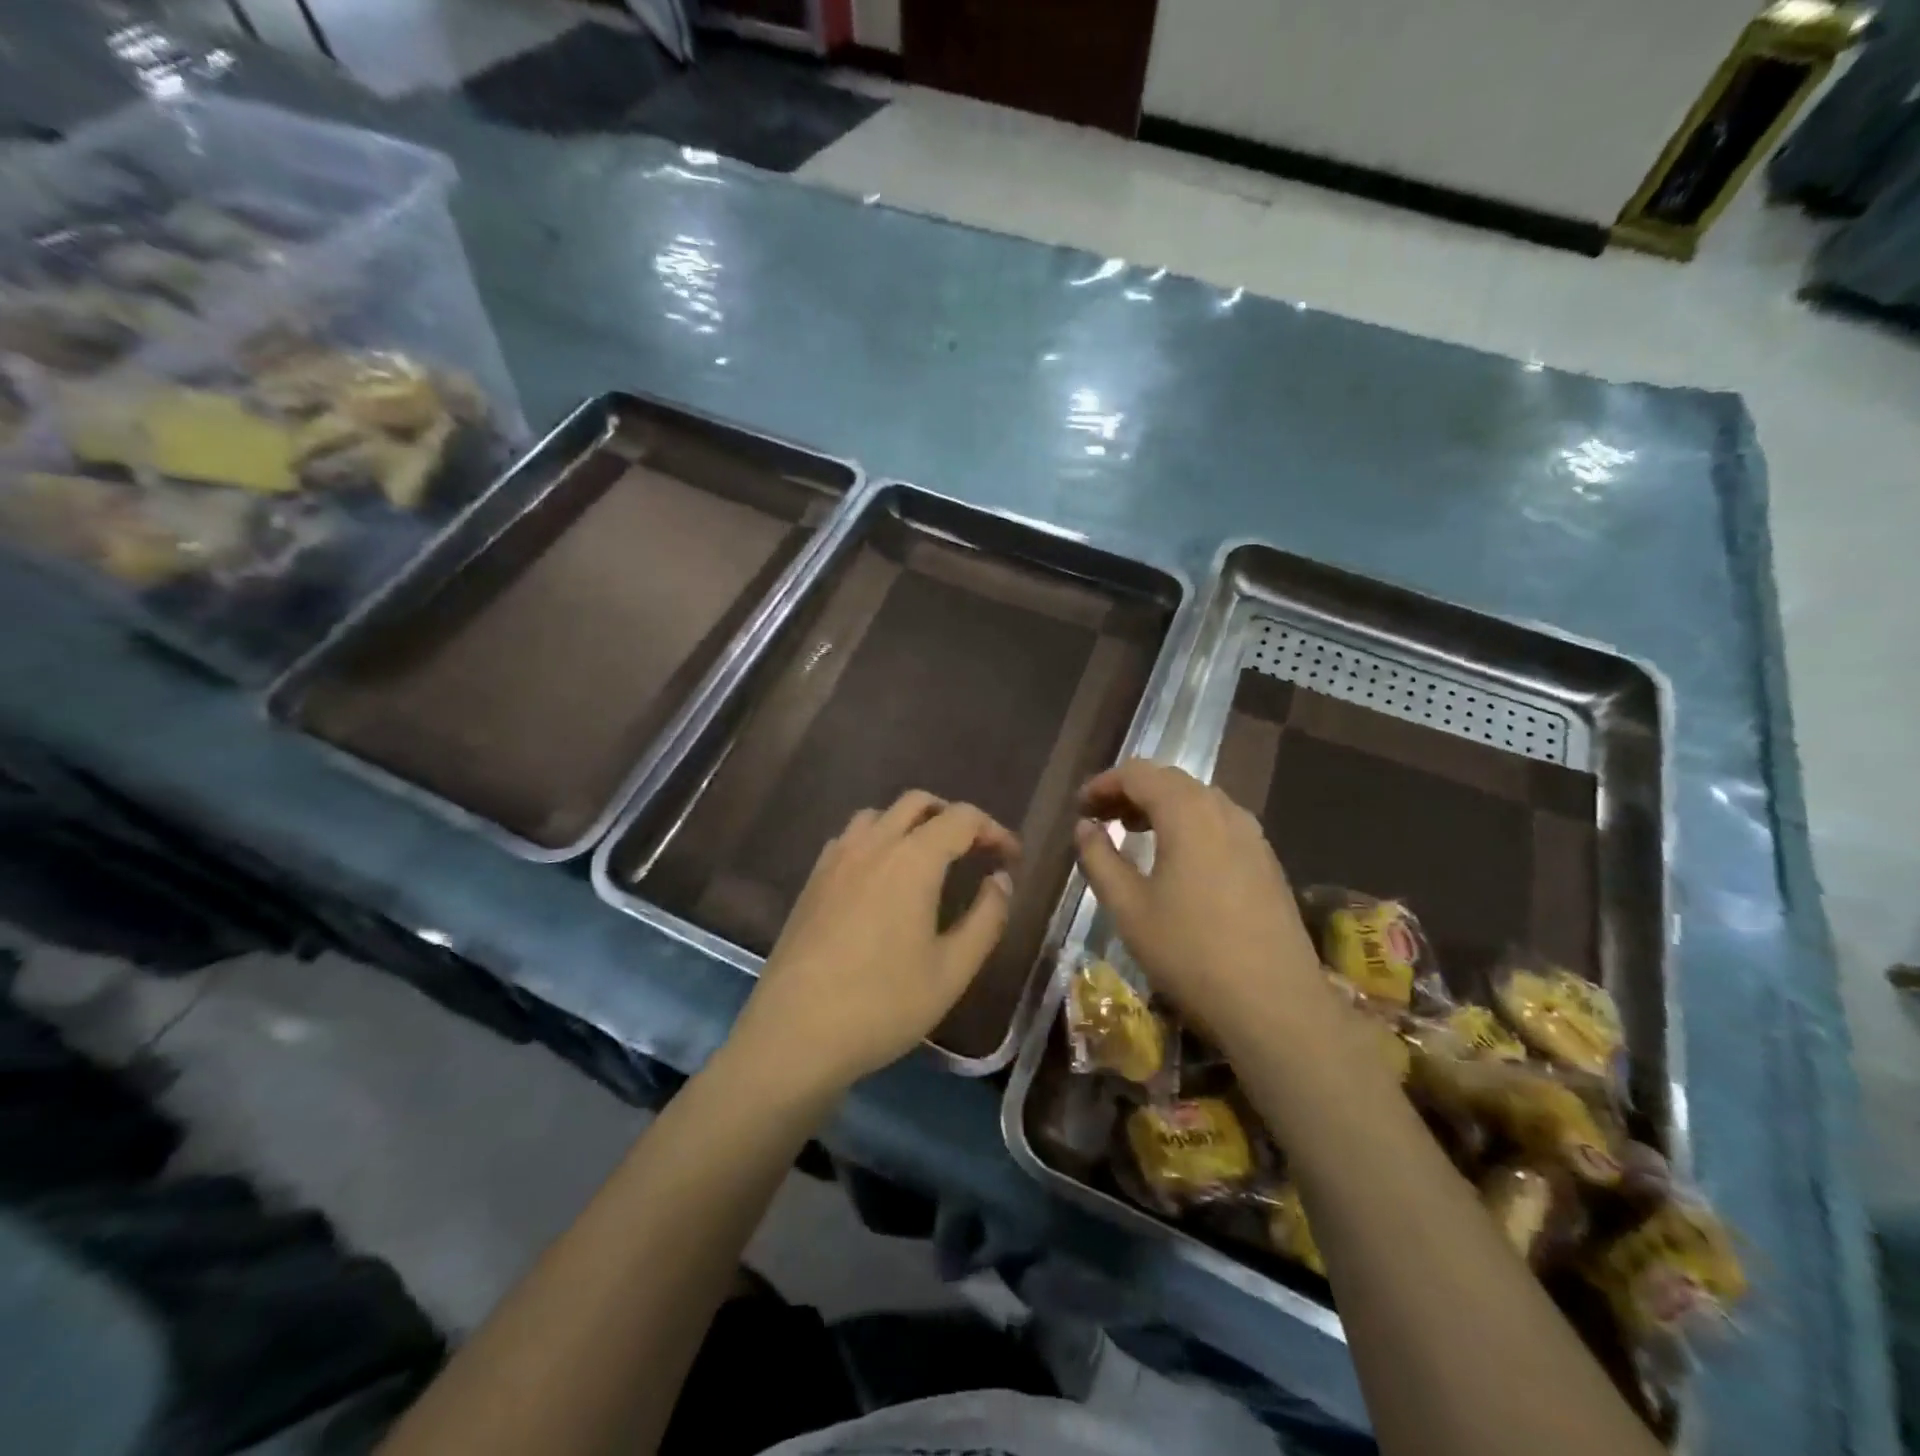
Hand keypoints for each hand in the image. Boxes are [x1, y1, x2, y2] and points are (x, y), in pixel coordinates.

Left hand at [731, 791, 1019, 1096]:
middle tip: (974, 850)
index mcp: (912, 860)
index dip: (993, 830)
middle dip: (953, 817)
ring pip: (879, 815)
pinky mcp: (812, 880)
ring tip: (928, 860)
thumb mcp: (952, 970)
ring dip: (911, 823)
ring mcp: (836, 859)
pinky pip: (850, 838)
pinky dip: (876, 840)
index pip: (962, 819)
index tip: (1011, 858)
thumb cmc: (883, 1004)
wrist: (795, 1033)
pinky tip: (881, 879)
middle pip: (917, 802)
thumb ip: (986, 918)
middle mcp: (872, 845)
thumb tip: (1000, 880)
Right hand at [1074, 760, 1321, 1032]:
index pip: (1138, 774)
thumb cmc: (1190, 952)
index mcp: (1188, 812)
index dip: (1104, 784)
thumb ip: (1099, 859)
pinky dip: (1189, 825)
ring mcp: (1253, 835)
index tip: (1080, 808)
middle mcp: (1224, 810)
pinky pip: (1220, 823)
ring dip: (1161, 808)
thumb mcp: (1128, 907)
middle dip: (1131, 793)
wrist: (1275, 1004)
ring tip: (1134, 834)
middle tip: (1100, 819)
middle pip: (1170, 781)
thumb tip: (1085, 827)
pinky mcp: (1267, 861)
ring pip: (1199, 801)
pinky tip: (1177, 860)